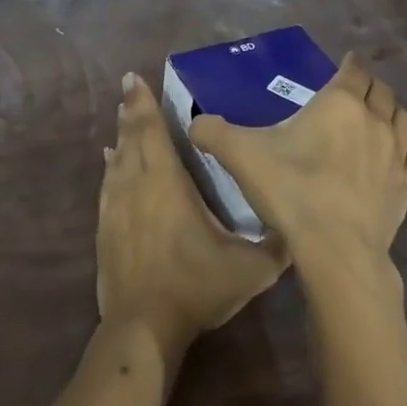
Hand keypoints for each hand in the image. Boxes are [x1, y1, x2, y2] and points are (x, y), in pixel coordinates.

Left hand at [96, 73, 289, 358]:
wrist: (142, 326)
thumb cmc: (195, 286)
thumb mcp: (249, 269)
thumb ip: (277, 245)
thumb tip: (301, 228)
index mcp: (166, 183)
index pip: (153, 132)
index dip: (143, 104)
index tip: (135, 78)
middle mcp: (136, 185)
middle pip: (132, 138)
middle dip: (132, 110)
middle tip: (130, 86)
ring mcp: (116, 206)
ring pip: (118, 159)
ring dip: (121, 135)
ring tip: (124, 117)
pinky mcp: (105, 227)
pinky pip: (108, 184)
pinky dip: (111, 166)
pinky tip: (110, 162)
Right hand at [189, 53, 406, 286]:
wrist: (335, 248)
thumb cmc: (290, 189)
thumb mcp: (240, 154)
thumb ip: (213, 131)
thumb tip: (196, 124)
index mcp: (340, 103)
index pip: (353, 70)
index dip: (348, 64)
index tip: (343, 63)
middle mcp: (375, 121)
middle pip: (382, 91)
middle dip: (369, 86)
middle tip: (354, 90)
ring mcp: (397, 155)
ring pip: (405, 120)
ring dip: (392, 113)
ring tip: (378, 117)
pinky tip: (398, 157)